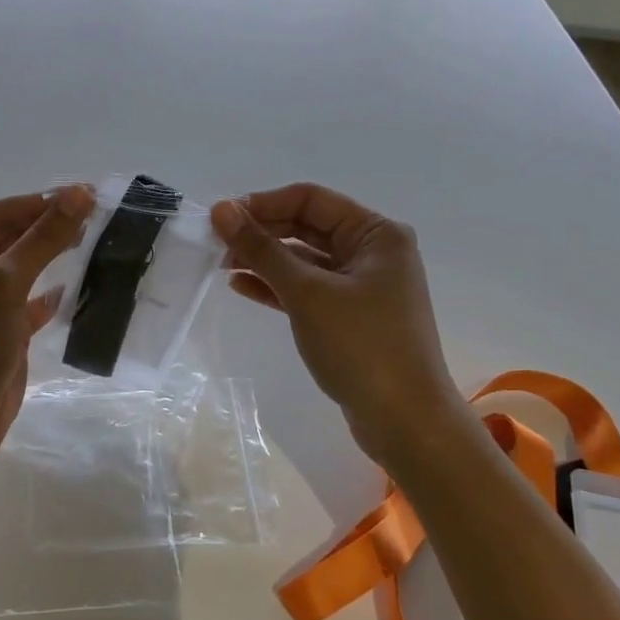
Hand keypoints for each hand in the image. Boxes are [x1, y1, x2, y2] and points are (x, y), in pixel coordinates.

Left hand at [0, 185, 96, 475]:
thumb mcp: (3, 285)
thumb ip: (42, 239)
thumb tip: (79, 194)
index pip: (0, 215)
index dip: (44, 202)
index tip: (90, 193)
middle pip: (13, 239)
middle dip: (53, 228)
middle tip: (102, 215)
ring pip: (26, 269)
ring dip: (57, 256)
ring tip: (99, 240)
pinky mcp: (2, 331)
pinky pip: (32, 302)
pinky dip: (54, 294)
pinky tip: (80, 285)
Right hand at [211, 183, 466, 464]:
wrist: (404, 420)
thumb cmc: (361, 345)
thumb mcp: (307, 293)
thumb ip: (262, 249)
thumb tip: (221, 210)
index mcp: (376, 234)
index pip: (311, 200)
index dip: (263, 204)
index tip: (220, 218)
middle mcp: (373, 253)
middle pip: (307, 227)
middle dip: (261, 232)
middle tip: (215, 244)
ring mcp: (363, 287)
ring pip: (304, 260)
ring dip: (264, 260)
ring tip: (221, 265)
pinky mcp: (350, 317)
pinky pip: (308, 290)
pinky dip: (277, 286)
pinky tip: (242, 286)